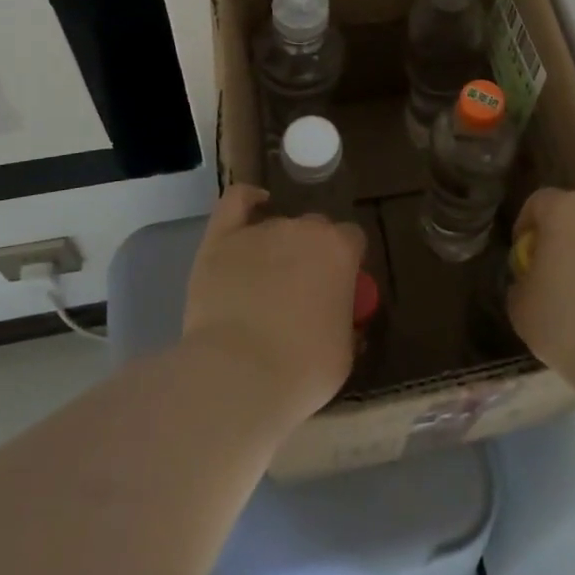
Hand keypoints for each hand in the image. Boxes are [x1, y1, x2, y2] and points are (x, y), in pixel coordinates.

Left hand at [182, 184, 366, 422]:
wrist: (238, 376)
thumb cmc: (301, 370)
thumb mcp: (344, 353)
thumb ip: (346, 322)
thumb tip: (339, 317)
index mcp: (339, 251)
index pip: (352, 240)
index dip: (345, 264)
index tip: (338, 290)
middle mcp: (304, 229)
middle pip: (315, 230)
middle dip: (312, 254)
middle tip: (300, 293)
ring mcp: (261, 229)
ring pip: (277, 226)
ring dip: (277, 247)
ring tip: (264, 284)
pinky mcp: (222, 238)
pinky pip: (236, 201)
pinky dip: (248, 199)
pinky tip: (254, 204)